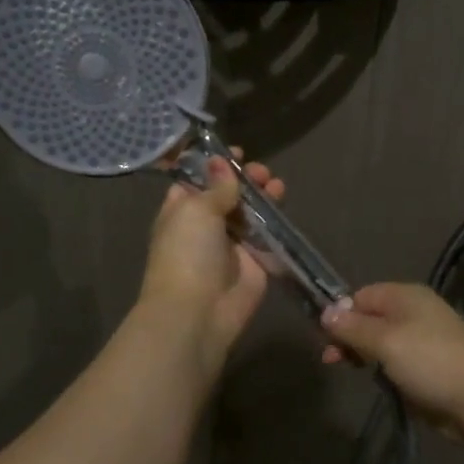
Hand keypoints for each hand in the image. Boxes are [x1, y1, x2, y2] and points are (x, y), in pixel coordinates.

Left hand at [139, 151, 286, 375]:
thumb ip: (216, 187)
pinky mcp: (255, 261)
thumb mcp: (196, 211)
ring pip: (250, 212)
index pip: (197, 181)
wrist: (198, 311)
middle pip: (228, 194)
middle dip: (243, 179)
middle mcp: (205, 226)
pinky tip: (283, 201)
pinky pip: (267, 234)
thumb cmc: (187, 253)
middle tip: (259, 171)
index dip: (214, 165)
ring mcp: (231, 244)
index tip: (234, 153)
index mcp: (180, 210)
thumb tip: (220, 162)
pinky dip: (276, 218)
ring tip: (274, 183)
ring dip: (262, 194)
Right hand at [319, 283, 463, 434]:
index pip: (361, 295)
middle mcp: (413, 312)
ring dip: (363, 353)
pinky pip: (395, 361)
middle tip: (332, 359)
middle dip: (348, 335)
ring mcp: (422, 340)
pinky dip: (382, 368)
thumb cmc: (430, 361)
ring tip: (350, 369)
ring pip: (380, 341)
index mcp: (405, 296)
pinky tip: (376, 380)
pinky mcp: (426, 366)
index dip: (341, 313)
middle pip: (369, 317)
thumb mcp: (385, 341)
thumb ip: (353, 327)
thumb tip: (326, 312)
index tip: (325, 338)